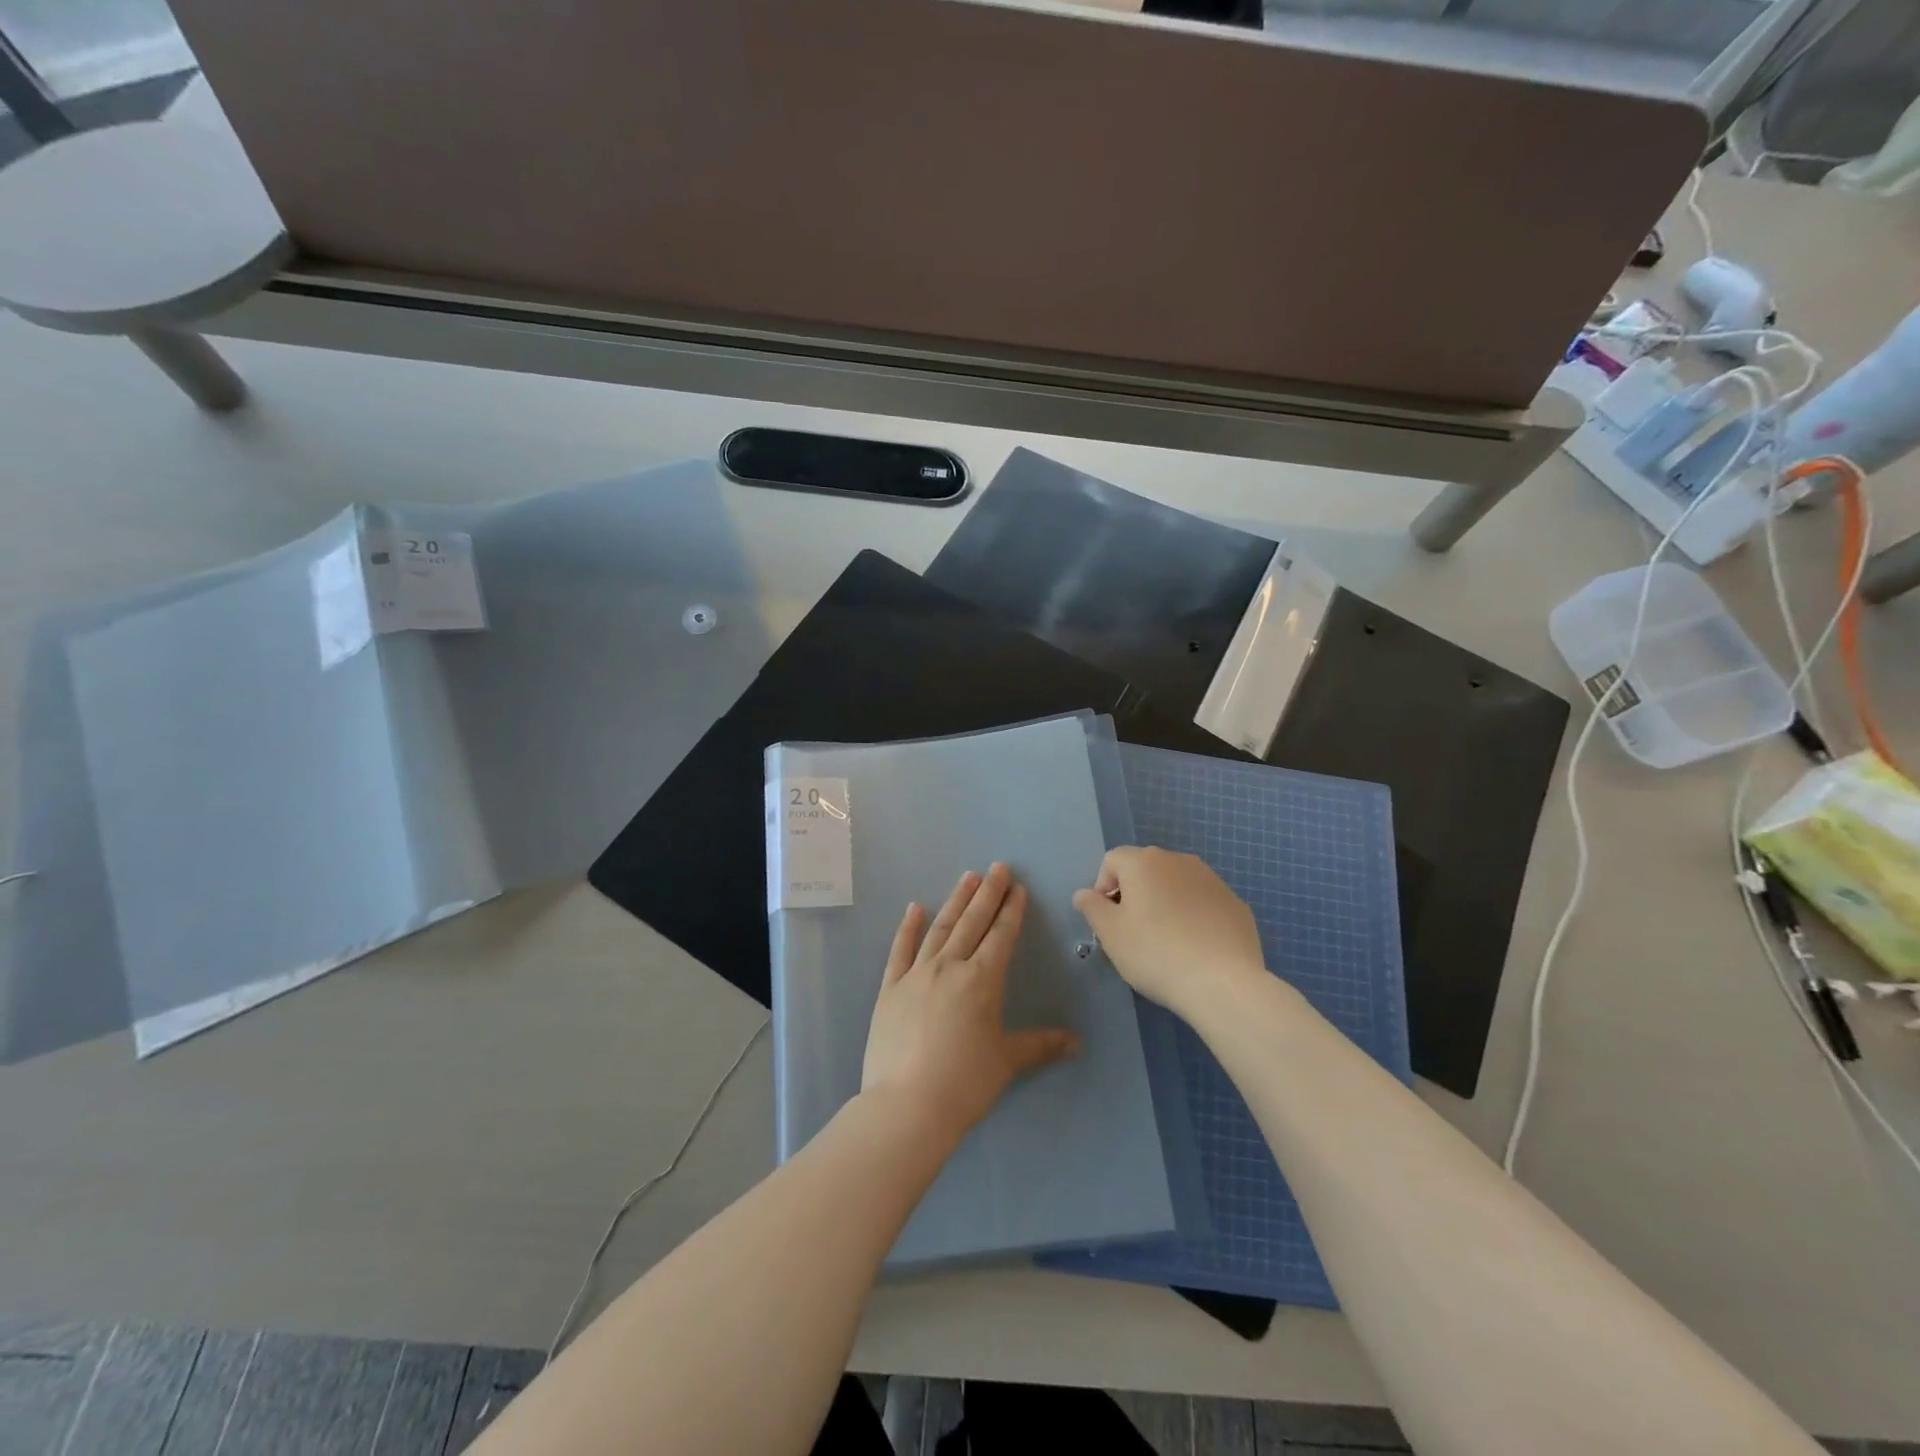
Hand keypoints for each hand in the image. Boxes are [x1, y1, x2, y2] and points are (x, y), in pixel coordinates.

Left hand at [862, 864, 1079, 1146]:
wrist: (906, 1105)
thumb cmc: (964, 1083)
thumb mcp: (1006, 1062)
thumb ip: (1040, 1046)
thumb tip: (1077, 1042)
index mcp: (982, 981)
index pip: (1001, 936)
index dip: (1011, 911)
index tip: (1017, 888)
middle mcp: (950, 967)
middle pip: (972, 922)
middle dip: (988, 894)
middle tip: (997, 867)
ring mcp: (916, 974)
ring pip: (940, 928)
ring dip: (955, 901)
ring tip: (967, 877)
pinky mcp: (890, 989)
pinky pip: (900, 950)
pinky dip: (908, 928)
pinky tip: (914, 908)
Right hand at [1072, 847, 1265, 1017]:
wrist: (1222, 983)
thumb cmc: (1155, 953)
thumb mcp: (1110, 933)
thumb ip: (1091, 907)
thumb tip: (1084, 894)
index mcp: (1144, 862)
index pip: (1112, 861)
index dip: (1103, 888)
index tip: (1108, 921)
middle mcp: (1178, 860)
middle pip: (1145, 869)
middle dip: (1135, 894)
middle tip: (1133, 932)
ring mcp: (1212, 880)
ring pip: (1176, 885)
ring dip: (1165, 903)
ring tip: (1166, 942)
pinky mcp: (1235, 903)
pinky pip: (1203, 903)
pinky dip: (1194, 917)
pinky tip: (1195, 948)